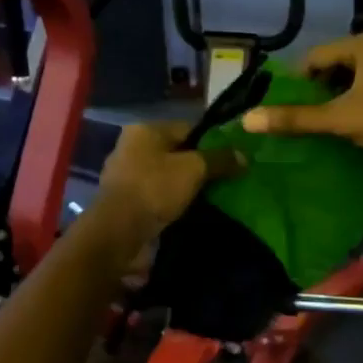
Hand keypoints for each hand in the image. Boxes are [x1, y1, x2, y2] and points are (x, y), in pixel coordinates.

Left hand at [96, 122, 242, 241]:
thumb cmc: (155, 189)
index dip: (212, 142)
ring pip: (168, 177)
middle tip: (227, 179)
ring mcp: (127, 177)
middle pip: (177, 153)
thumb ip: (219, 159)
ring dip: (187, 187)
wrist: (119, 233)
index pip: (187, 129)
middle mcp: (132, 148)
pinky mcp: (127, 203)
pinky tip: (193, 212)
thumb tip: (243, 155)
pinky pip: (159, 197)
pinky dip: (174, 203)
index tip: (232, 159)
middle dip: (200, 166)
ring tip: (214, 198)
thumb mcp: (194, 169)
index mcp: (144, 130)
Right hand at [240, 30, 362, 157]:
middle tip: (313, 118)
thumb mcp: (342, 120)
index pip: (318, 55)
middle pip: (341, 64)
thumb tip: (248, 119)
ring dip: (348, 97)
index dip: (299, 81)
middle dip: (324, 90)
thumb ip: (297, 119)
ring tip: (337, 124)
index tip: (290, 107)